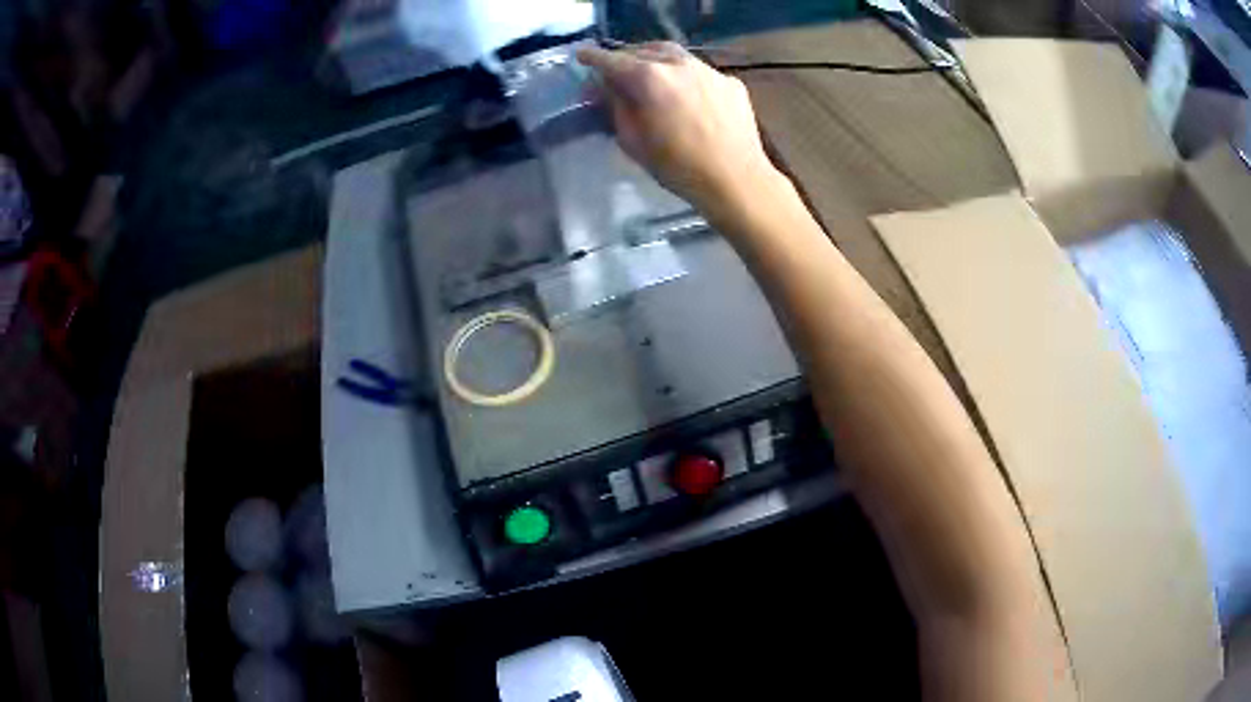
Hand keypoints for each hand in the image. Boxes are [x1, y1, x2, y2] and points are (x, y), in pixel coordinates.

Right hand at [576, 42, 782, 216]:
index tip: (581, 55)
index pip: (612, 60)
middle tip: (616, 71)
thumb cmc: (677, 167)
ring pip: (674, 55)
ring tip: (649, 74)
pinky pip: (699, 71)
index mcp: (649, 78)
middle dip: (626, 58)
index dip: (593, 58)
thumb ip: (615, 107)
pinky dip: (684, 77)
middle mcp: (678, 64)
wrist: (735, 180)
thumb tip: (603, 88)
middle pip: (644, 51)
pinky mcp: (729, 82)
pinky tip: (684, 94)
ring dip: (655, 60)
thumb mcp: (632, 140)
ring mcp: (708, 70)